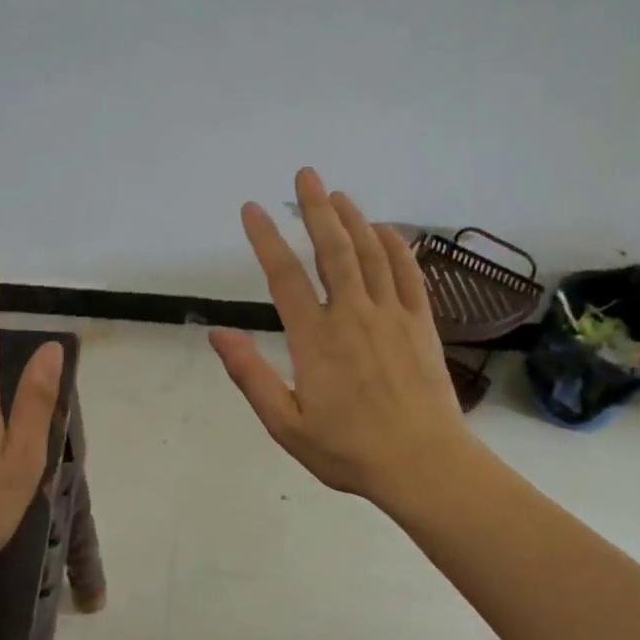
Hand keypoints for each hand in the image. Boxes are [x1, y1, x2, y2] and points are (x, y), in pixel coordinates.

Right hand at [210, 168, 479, 512]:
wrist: (422, 464)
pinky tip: (386, 230)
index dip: (266, 238)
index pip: (284, 276)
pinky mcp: (421, 323)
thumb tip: (217, 334)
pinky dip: (395, 246)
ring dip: (353, 219)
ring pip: (369, 253)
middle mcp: (352, 315)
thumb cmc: (348, 450)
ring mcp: (391, 315)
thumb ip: (251, 376)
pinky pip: (407, 273)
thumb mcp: (286, 424)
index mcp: (315, 338)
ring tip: (339, 194)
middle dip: (316, 209)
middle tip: (306, 175)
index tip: (252, 209)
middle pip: (332, 250)